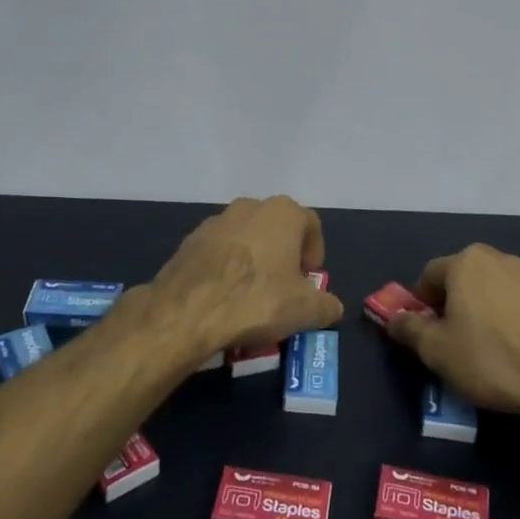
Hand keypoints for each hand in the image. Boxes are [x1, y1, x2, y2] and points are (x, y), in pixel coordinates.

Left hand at [149, 196, 343, 357]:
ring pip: (245, 239)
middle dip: (284, 256)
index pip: (311, 225)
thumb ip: (327, 306)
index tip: (310, 281)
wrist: (187, 311)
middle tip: (285, 288)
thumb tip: (332, 308)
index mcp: (283, 213)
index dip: (315, 253)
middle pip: (277, 229)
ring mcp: (215, 221)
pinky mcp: (189, 241)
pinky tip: (224, 297)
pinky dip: (226, 269)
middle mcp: (249, 207)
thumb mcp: (306, 311)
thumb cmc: (257, 300)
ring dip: (254, 261)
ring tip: (252, 296)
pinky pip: (218, 253)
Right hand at [383, 244, 519, 436]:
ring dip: (480, 311)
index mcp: (466, 262)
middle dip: (451, 305)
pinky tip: (512, 349)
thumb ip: (409, 328)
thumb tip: (394, 318)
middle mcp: (498, 258)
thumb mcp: (435, 350)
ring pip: (490, 290)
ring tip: (483, 348)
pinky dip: (508, 319)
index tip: (423, 333)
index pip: (429, 276)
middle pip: (461, 279)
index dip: (420, 305)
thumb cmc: (489, 359)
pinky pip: (517, 303)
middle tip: (450, 341)